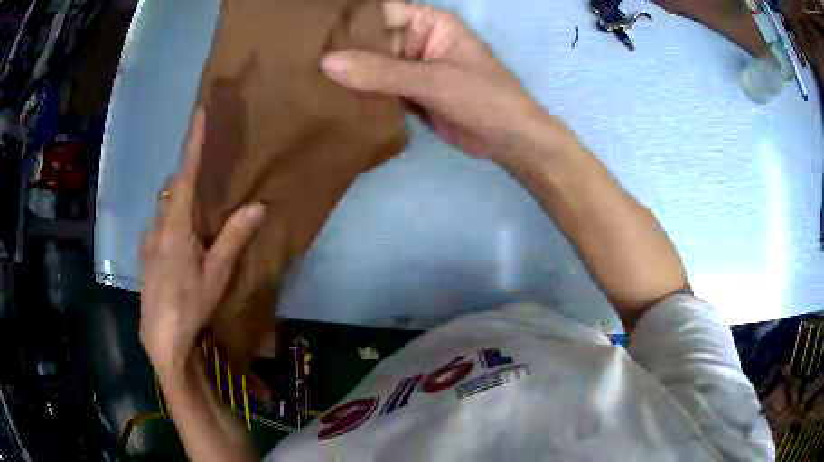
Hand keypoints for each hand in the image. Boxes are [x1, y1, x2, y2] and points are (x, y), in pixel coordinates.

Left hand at [140, 108, 265, 375]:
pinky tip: (176, 242)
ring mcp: (148, 241)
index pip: (186, 174)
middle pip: (172, 189)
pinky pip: (156, 226)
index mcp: (176, 226)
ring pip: (163, 208)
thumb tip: (258, 206)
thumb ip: (234, 237)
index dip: (193, 143)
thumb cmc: (190, 304)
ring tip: (194, 216)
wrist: (161, 336)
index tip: (199, 113)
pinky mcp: (145, 255)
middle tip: (206, 184)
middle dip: (187, 177)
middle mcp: (158, 225)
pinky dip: (168, 222)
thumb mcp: (217, 274)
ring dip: (177, 202)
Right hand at [320, 2, 549, 160]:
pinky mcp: (408, 92)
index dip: (349, 21)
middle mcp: (416, 40)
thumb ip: (381, 72)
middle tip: (302, 62)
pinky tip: (332, 101)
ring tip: (308, 81)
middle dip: (342, 52)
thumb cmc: (484, 98)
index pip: (381, 12)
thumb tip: (327, 62)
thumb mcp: (434, 80)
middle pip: (371, 40)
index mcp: (428, 23)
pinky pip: (378, 88)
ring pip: (371, 66)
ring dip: (348, 76)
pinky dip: (360, 95)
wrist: (508, 140)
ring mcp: (411, 67)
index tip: (314, 34)